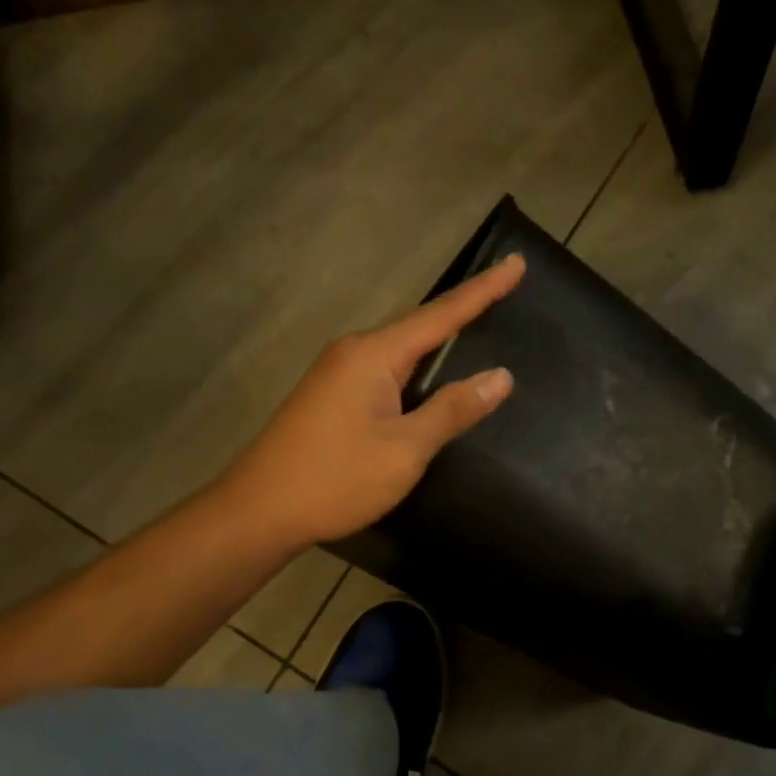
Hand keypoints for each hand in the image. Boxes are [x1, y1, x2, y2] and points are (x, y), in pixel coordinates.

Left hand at [218, 254, 525, 548]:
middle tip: (505, 291)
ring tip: (477, 331)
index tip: (516, 263)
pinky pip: (383, 373)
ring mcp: (336, 375)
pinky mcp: (329, 398)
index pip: (440, 314)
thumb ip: (452, 410)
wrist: (259, 511)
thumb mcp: (405, 450)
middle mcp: (352, 353)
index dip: (483, 291)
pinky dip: (414, 372)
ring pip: (399, 353)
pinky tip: (428, 383)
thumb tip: (500, 376)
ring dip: (437, 345)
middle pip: (418, 327)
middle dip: (462, 312)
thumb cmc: (336, 479)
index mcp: (373, 355)